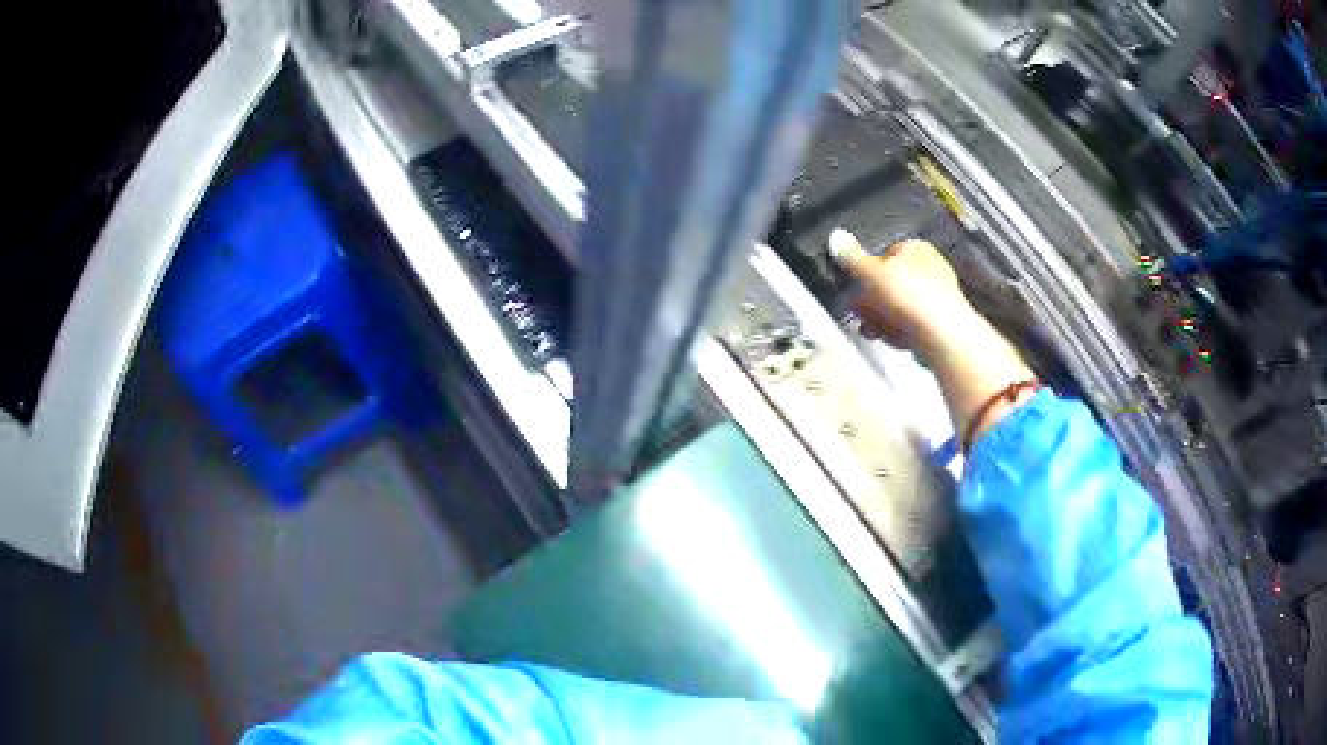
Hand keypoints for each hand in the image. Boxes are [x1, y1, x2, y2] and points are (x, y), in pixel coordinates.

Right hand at [829, 231, 978, 359]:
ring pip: (899, 305)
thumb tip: (836, 236)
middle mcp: (930, 267)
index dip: (867, 271)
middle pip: (890, 282)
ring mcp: (936, 296)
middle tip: (858, 311)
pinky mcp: (939, 322)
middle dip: (871, 299)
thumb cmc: (909, 297)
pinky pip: (911, 323)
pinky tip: (889, 339)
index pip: (884, 253)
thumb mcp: (872, 273)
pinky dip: (898, 330)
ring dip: (881, 317)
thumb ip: (852, 257)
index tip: (855, 286)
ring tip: (870, 329)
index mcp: (916, 247)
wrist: (944, 337)